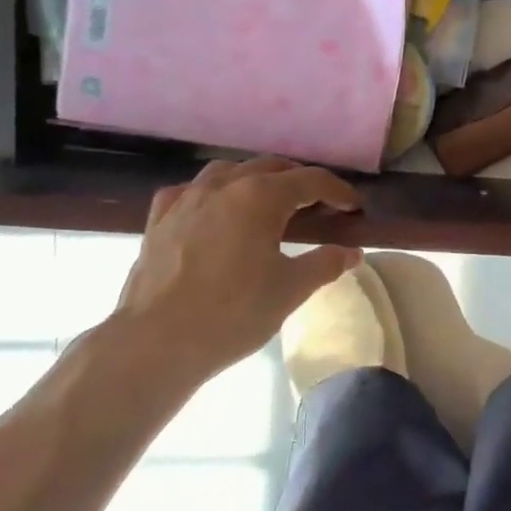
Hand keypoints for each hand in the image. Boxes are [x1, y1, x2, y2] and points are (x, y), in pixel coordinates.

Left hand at [99, 159, 363, 412]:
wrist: (156, 342)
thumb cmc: (233, 312)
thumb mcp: (290, 289)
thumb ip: (325, 264)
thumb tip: (352, 252)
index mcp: (261, 196)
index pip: (311, 180)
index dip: (338, 191)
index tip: (354, 209)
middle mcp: (224, 185)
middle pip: (271, 167)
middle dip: (300, 181)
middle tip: (319, 206)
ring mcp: (187, 199)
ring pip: (229, 171)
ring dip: (256, 180)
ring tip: (269, 203)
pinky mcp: (159, 220)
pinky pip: (190, 191)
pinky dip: (211, 194)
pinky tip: (214, 211)